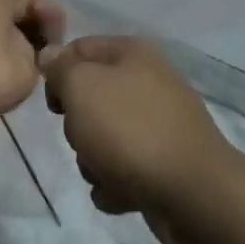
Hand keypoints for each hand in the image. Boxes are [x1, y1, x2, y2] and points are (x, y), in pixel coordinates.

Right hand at [40, 36, 229, 243]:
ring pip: (102, 136)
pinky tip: (122, 193)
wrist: (194, 194)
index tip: (54, 105)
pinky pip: (123, 168)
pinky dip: (116, 183)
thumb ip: (60, 68)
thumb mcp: (81, 87)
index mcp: (132, 54)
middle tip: (82, 137)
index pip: (77, 48)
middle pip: (89, 97)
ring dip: (92, 160)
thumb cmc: (129, 130)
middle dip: (77, 125)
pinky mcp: (166, 163)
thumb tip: (50, 55)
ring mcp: (160, 125)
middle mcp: (149, 82)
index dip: (56, 73)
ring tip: (104, 172)